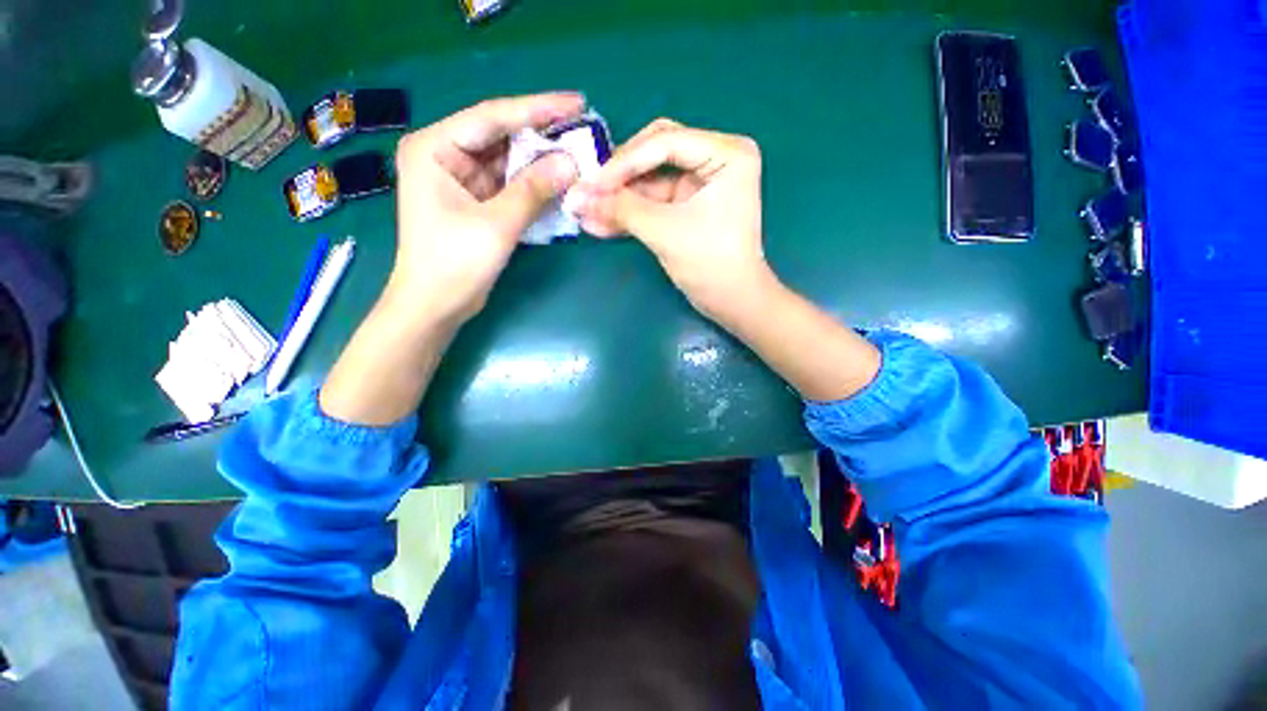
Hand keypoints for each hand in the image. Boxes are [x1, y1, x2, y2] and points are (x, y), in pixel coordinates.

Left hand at [320, 93, 584, 424]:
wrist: (436, 305)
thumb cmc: (454, 263)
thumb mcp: (496, 224)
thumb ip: (533, 191)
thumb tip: (571, 163)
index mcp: (435, 148)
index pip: (492, 118)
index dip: (536, 109)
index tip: (576, 103)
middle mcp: (445, 155)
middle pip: (501, 136)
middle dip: (542, 135)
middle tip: (582, 129)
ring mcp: (462, 179)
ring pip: (508, 161)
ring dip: (541, 162)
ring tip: (577, 153)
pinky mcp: (476, 201)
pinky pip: (510, 184)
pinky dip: (533, 185)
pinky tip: (559, 181)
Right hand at [565, 119, 772, 323]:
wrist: (732, 302)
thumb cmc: (710, 263)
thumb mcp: (665, 231)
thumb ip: (621, 209)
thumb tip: (576, 198)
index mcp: (726, 153)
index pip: (665, 142)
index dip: (624, 162)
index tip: (591, 183)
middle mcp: (716, 158)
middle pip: (655, 152)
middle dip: (620, 175)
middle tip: (587, 190)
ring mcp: (701, 182)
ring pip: (649, 179)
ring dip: (619, 197)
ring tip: (585, 210)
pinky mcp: (689, 205)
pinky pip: (653, 201)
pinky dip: (630, 212)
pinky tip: (600, 223)